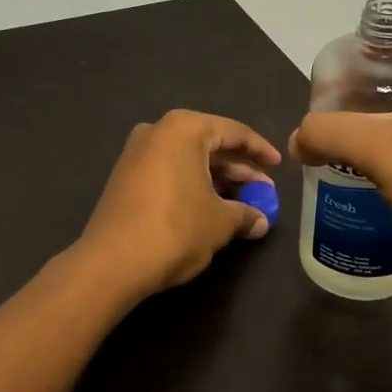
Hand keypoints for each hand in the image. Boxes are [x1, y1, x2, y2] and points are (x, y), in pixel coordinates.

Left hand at [76, 110, 280, 301]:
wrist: (112, 261)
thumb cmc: (175, 229)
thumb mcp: (220, 222)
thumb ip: (245, 214)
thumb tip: (260, 221)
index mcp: (183, 129)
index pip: (233, 132)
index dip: (260, 150)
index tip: (279, 165)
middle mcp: (157, 132)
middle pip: (209, 145)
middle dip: (239, 168)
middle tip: (264, 190)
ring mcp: (136, 154)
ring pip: (188, 161)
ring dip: (217, 180)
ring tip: (243, 203)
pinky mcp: (124, 178)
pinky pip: (169, 173)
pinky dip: (192, 185)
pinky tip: (210, 208)